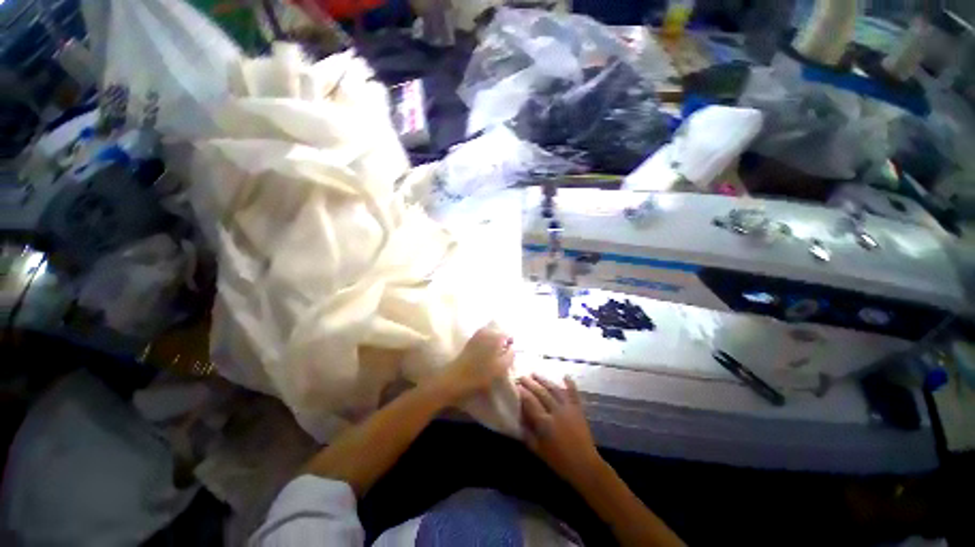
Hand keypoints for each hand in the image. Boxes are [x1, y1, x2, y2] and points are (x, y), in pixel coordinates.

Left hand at [440, 324, 514, 399]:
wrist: (456, 378)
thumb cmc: (480, 374)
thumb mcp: (501, 368)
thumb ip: (510, 355)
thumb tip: (512, 348)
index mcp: (495, 336)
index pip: (509, 335)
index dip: (511, 344)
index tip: (509, 355)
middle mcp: (486, 331)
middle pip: (500, 334)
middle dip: (503, 343)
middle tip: (501, 357)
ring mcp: (477, 334)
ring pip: (492, 336)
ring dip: (494, 344)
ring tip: (493, 358)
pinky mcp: (470, 340)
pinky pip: (484, 338)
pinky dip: (486, 344)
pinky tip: (484, 356)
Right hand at [518, 374, 602, 485]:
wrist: (585, 466)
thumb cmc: (559, 461)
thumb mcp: (538, 449)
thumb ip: (527, 433)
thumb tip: (517, 419)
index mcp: (545, 423)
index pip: (530, 402)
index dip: (522, 392)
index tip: (515, 385)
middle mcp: (556, 411)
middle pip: (541, 393)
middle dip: (530, 383)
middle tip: (521, 376)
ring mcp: (569, 409)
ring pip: (554, 389)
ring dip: (544, 380)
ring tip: (535, 374)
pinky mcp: (578, 409)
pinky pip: (573, 393)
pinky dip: (570, 384)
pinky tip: (565, 375)